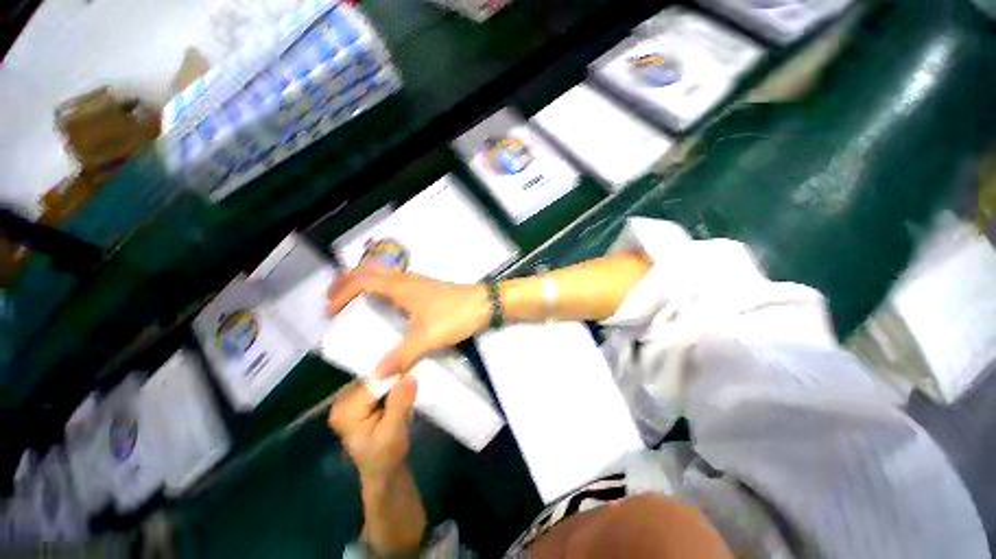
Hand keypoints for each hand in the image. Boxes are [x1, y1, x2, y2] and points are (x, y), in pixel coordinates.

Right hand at [327, 266, 489, 377]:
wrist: (485, 303)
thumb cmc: (455, 315)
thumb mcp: (427, 337)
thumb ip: (401, 356)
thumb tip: (377, 376)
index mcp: (400, 287)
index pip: (361, 281)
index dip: (341, 293)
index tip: (330, 313)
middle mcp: (406, 279)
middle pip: (369, 272)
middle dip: (347, 282)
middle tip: (333, 300)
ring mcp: (418, 282)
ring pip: (383, 276)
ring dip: (364, 284)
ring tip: (353, 302)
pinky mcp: (427, 289)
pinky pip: (395, 283)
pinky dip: (380, 289)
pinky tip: (386, 306)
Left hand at [327, 377, 417, 480]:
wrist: (382, 472)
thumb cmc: (386, 456)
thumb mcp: (395, 431)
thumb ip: (400, 403)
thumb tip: (409, 376)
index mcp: (345, 409)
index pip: (377, 380)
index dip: (397, 378)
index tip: (413, 382)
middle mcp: (342, 399)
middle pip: (377, 376)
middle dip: (396, 381)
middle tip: (409, 394)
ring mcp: (349, 398)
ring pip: (380, 377)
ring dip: (395, 384)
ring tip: (404, 397)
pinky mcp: (359, 399)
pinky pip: (380, 383)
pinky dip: (392, 387)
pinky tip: (398, 398)